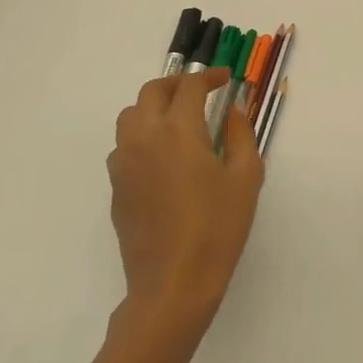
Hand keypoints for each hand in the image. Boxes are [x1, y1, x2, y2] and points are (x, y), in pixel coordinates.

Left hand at [109, 69, 263, 318]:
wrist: (173, 285)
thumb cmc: (217, 228)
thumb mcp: (246, 177)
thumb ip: (240, 134)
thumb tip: (232, 111)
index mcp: (178, 130)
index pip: (189, 86)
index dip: (208, 76)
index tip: (225, 79)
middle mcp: (144, 137)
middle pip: (152, 91)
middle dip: (177, 84)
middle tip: (200, 92)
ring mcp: (124, 163)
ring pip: (130, 116)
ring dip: (154, 107)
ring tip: (178, 120)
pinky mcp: (115, 188)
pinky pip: (123, 146)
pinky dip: (142, 136)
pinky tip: (162, 157)